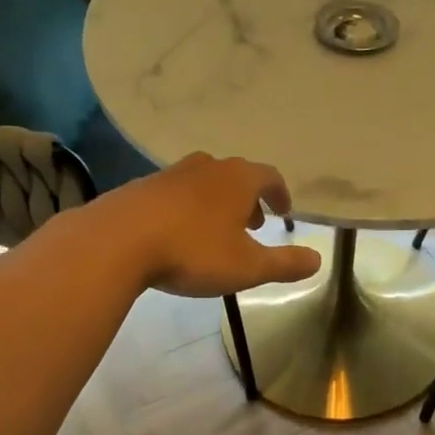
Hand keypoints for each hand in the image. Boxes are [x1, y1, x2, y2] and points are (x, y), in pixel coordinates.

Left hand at [104, 153, 322, 296]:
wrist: (117, 241)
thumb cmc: (193, 251)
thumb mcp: (247, 266)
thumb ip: (284, 264)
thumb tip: (317, 260)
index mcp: (237, 180)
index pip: (269, 177)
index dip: (280, 194)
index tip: (284, 212)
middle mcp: (206, 167)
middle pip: (236, 175)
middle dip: (248, 198)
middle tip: (254, 224)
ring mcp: (170, 174)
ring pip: (203, 182)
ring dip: (217, 202)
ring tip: (217, 230)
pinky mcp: (141, 188)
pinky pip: (174, 194)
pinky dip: (187, 208)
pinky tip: (179, 233)